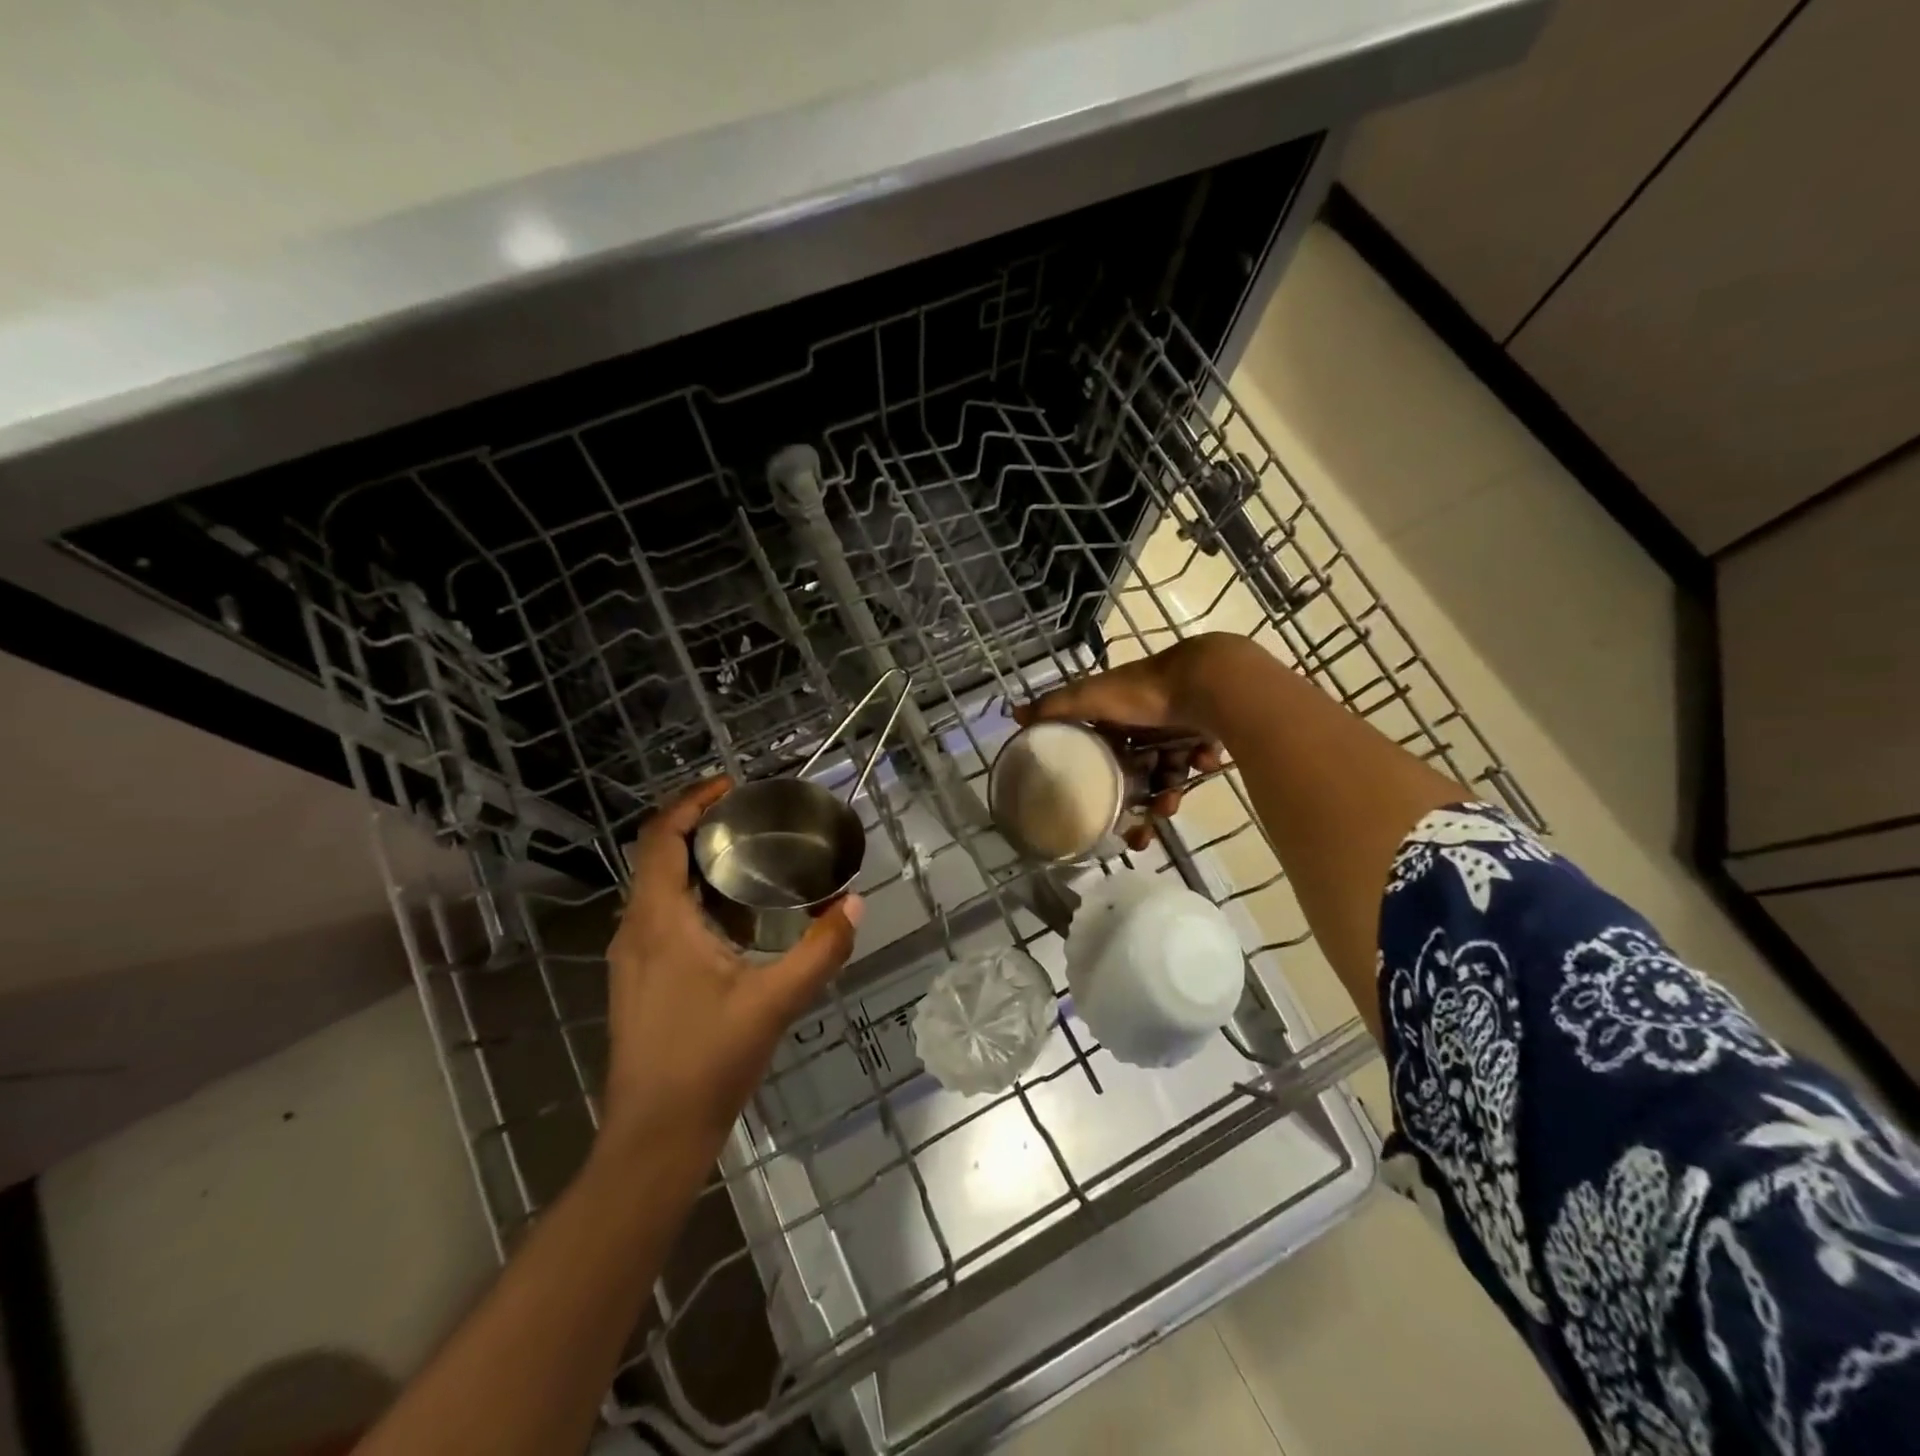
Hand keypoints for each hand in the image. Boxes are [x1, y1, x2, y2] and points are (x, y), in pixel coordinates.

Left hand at [601, 777, 861, 1157]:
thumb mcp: (775, 1001)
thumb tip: (855, 904)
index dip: (691, 802)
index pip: (661, 837)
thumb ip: (820, 950)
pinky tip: (741, 922)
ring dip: (704, 868)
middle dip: (705, 830)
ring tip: (756, 862)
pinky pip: (665, 919)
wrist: (655, 1137)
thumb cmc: (708, 1062)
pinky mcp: (640, 980)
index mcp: (658, 921)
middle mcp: (635, 929)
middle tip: (757, 820)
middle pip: (661, 857)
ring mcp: (632, 957)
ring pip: (662, 890)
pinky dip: (699, 902)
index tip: (732, 786)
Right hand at [1012, 636, 1231, 849]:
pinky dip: (1197, 763)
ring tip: (1170, 808)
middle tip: (1142, 832)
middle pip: (1137, 770)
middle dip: (1138, 802)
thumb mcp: (1092, 699)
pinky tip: (1201, 764)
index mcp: (1116, 712)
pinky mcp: (1210, 728)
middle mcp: (1145, 719)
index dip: (1101, 782)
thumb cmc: (1143, 693)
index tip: (1104, 814)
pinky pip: (1198, 756)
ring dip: (1167, 793)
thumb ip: (1056, 708)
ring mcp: (1179, 724)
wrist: (1207, 681)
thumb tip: (1014, 713)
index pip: (1104, 752)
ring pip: (1168, 771)